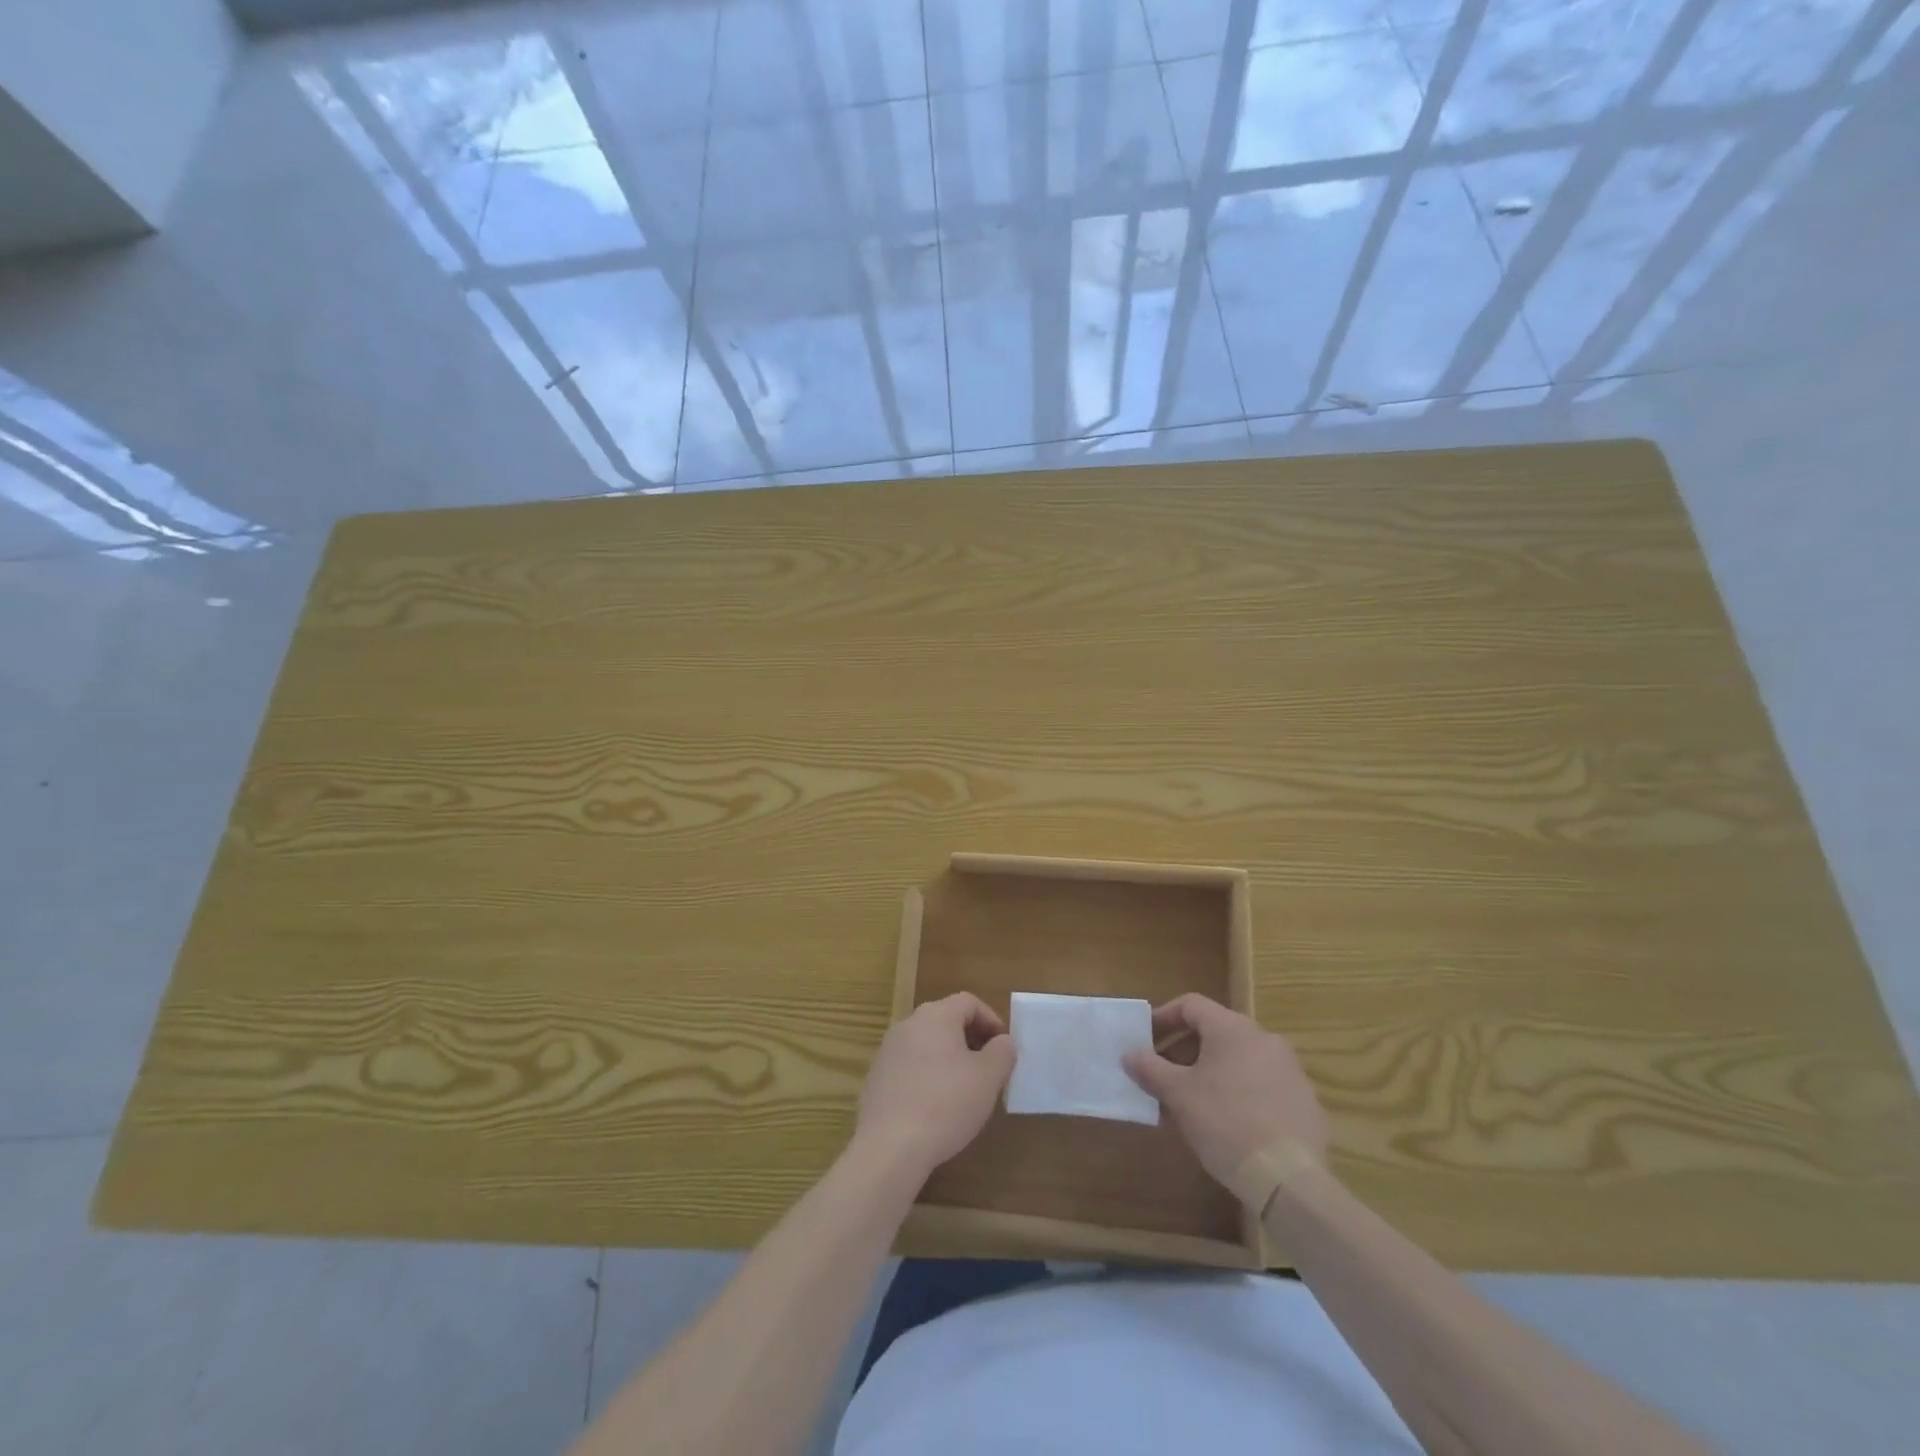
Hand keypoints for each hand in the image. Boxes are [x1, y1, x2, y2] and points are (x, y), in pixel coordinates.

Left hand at [856, 993, 1014, 1180]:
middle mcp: (908, 1025)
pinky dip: (928, 1076)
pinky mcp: (876, 1078)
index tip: (1003, 1048)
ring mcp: (888, 1051)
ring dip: (949, 1058)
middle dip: (971, 1039)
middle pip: (946, 1020)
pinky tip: (936, 1107)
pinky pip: (910, 1066)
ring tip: (965, 1089)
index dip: (991, 1020)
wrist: (889, 1147)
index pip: (969, 1002)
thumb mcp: (988, 1078)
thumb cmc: (946, 1105)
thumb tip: (1002, 1042)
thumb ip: (1002, 1052)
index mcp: (935, 1016)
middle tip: (988, 1068)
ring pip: (927, 1043)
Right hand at [1122, 993, 1328, 1189]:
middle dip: (1183, 1052)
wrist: (1288, 1179)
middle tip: (1163, 1077)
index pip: (1191, 1005)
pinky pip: (1261, 1086)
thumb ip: (1150, 1069)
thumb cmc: (1224, 1122)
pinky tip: (1225, 1125)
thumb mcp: (1178, 1095)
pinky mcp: (1304, 1102)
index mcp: (1233, 1029)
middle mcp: (1264, 1039)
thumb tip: (1129, 1054)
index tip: (1145, 1041)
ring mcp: (1290, 1071)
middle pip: (1215, 1032)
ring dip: (1209, 1074)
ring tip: (1189, 1105)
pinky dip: (1237, 1093)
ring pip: (1238, 1061)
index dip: (1163, 1018)